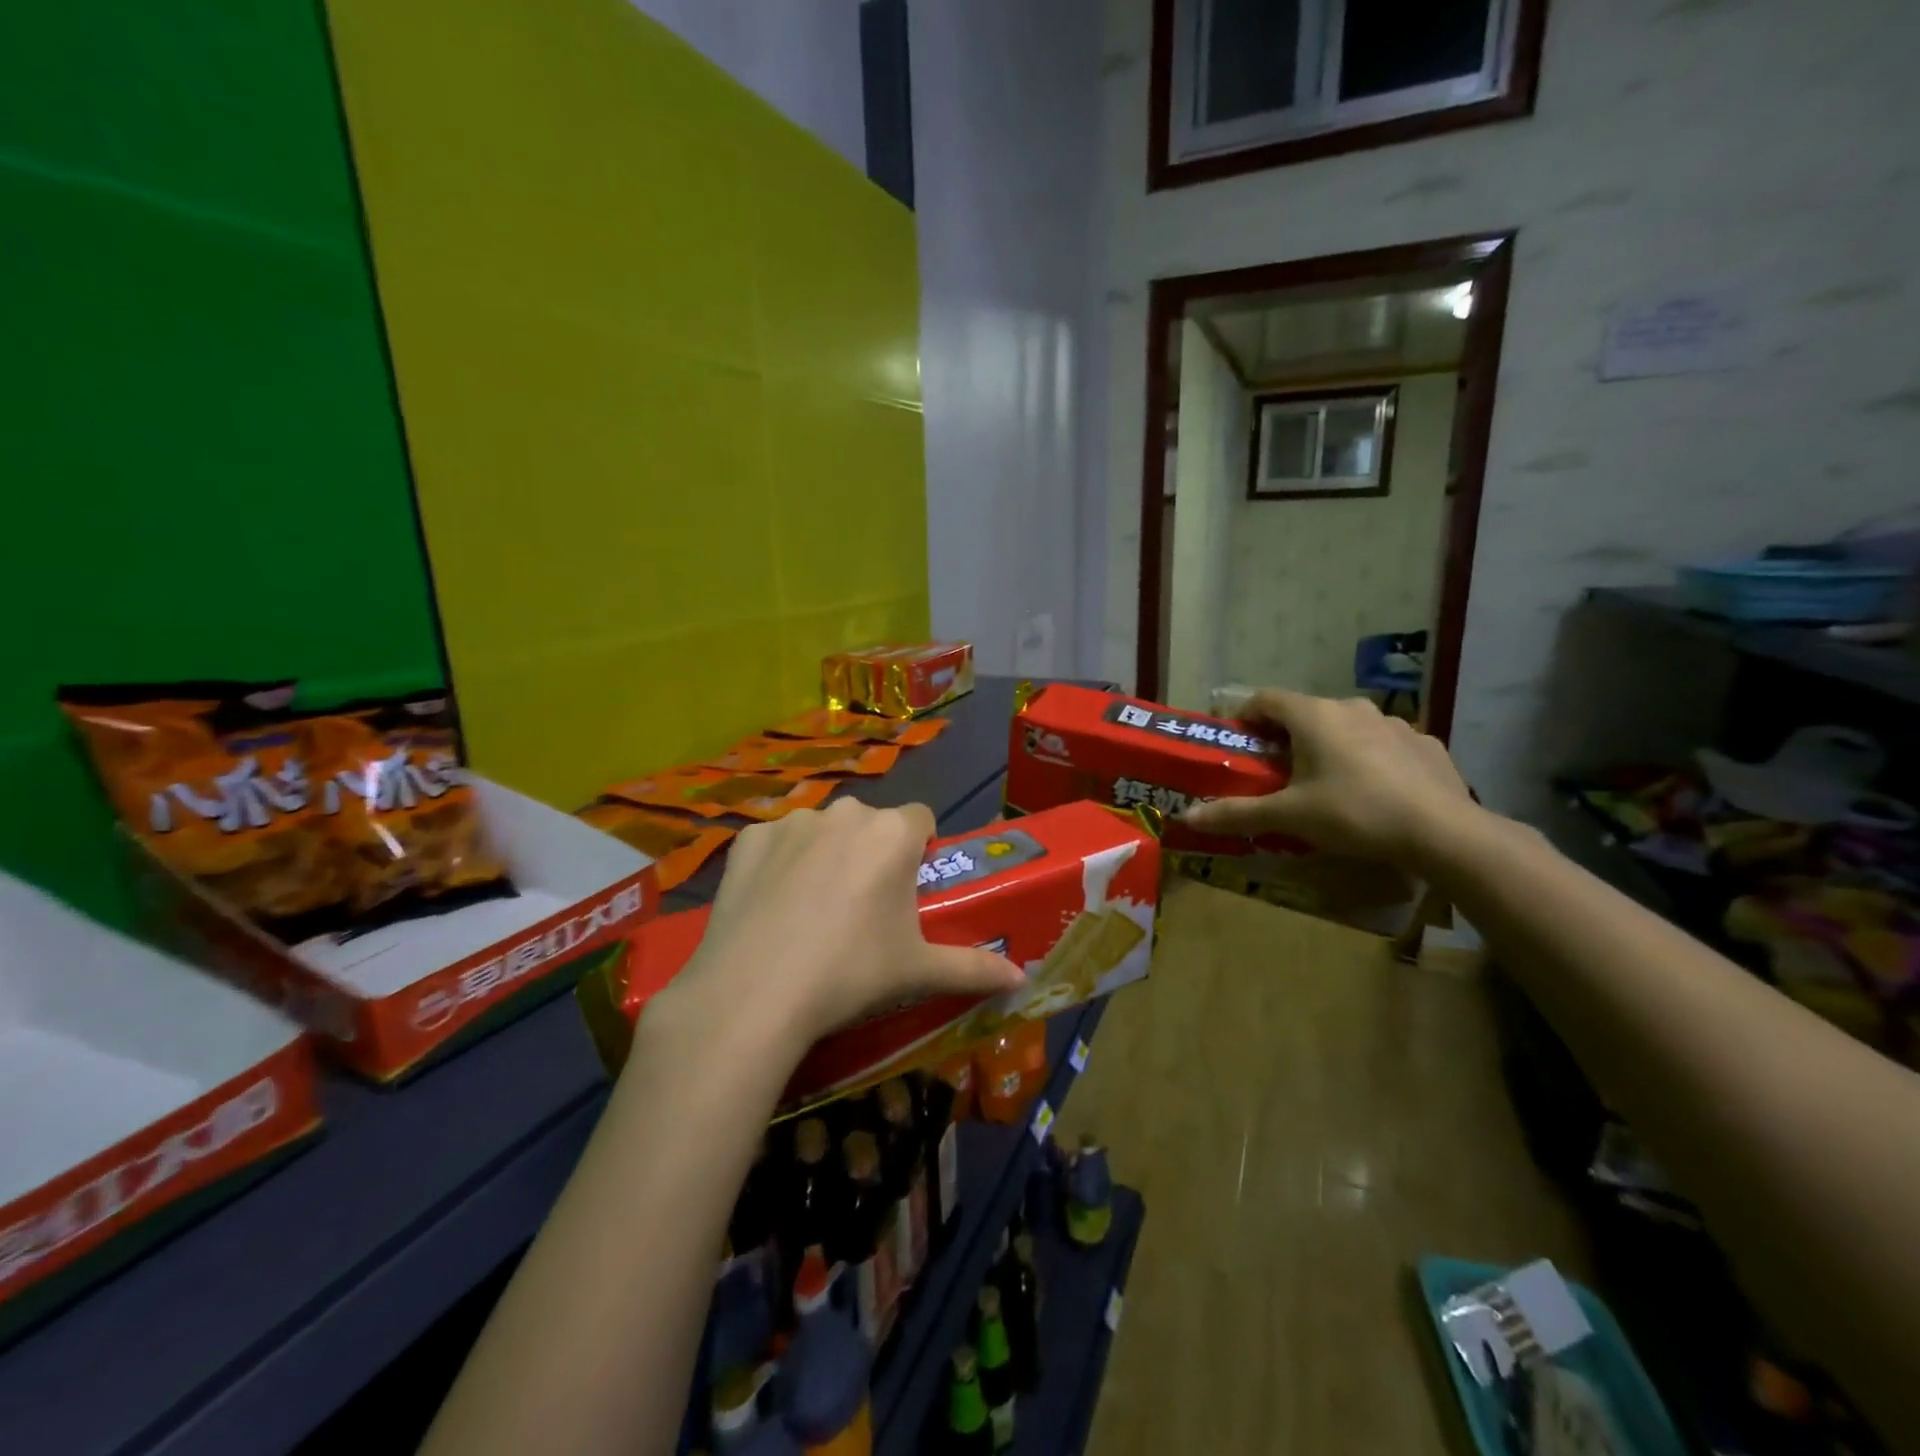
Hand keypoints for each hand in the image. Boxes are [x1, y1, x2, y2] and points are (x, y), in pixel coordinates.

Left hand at [671, 798, 1023, 1047]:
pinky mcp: (747, 838)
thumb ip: (974, 969)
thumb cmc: (851, 974)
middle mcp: (845, 812)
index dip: (919, 852)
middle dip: (871, 853)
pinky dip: (779, 865)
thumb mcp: (918, 973)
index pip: (921, 820)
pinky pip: (776, 843)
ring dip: (826, 855)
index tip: (907, 891)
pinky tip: (770, 907)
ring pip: (822, 831)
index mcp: (893, 833)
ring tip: (811, 912)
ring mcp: (791, 821)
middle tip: (861, 910)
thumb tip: (1021, 981)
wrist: (754, 994)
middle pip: (870, 824)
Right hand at [1180, 690, 1475, 867]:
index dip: (1246, 718)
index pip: (1265, 699)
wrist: (1443, 832)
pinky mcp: (1425, 744)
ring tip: (1327, 784)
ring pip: (1346, 727)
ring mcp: (1394, 723)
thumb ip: (1237, 813)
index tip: (1239, 745)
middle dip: (1286, 738)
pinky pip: (1383, 744)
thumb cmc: (1353, 812)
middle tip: (1277, 773)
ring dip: (1329, 746)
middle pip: (1305, 713)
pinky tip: (1374, 792)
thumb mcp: (1289, 816)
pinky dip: (1368, 759)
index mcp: (1314, 716)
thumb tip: (1187, 817)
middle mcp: (1352, 707)